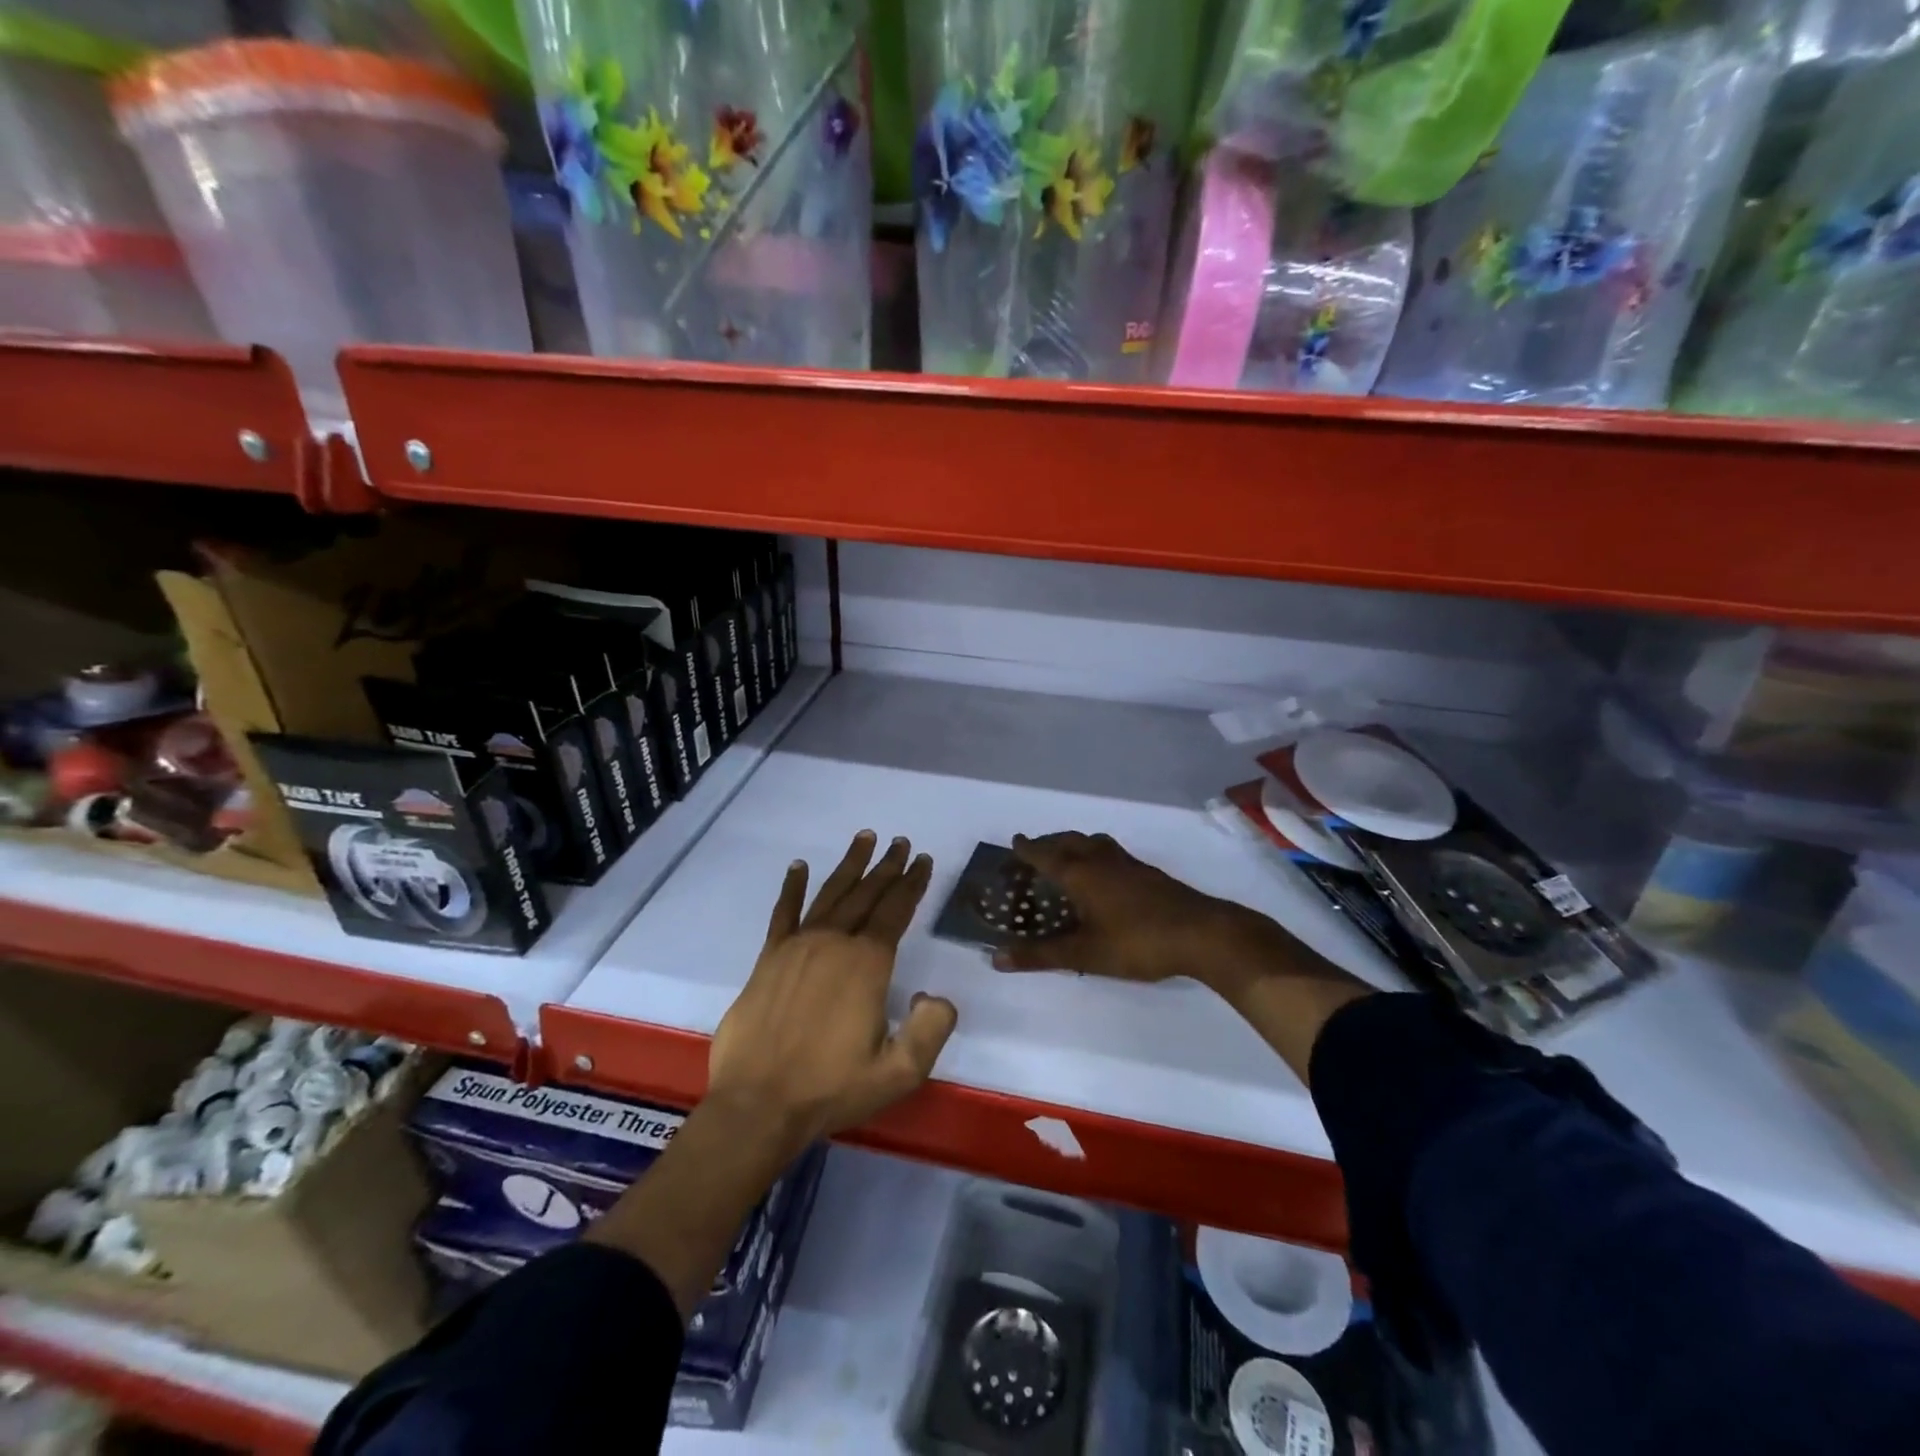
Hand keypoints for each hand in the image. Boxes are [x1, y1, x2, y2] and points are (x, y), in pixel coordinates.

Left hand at [707, 830, 957, 1148]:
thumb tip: (936, 995)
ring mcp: (797, 947)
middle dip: (887, 867)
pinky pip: (783, 913)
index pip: (895, 911)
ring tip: (865, 838)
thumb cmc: (831, 1088)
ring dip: (850, 866)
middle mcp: (834, 943)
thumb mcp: (898, 1072)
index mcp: (867, 964)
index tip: (922, 861)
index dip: (912, 884)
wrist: (758, 1105)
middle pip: (866, 894)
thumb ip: (930, 1029)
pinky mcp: (768, 958)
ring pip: (830, 894)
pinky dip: (792, 887)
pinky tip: (799, 866)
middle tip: (901, 843)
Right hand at [990, 831, 1265, 985]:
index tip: (1014, 842)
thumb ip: (1041, 955)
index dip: (1027, 849)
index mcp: (1080, 873)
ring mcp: (1128, 863)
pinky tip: (1103, 875)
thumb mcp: (1085, 954)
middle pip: (1068, 841)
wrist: (1202, 933)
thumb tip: (996, 958)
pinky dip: (1095, 854)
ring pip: (1092, 843)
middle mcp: (1101, 859)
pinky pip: (1110, 852)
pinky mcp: (1148, 873)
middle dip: (1048, 843)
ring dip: (1073, 844)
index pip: (1045, 854)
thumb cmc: (1137, 942)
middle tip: (1034, 851)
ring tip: (1066, 856)